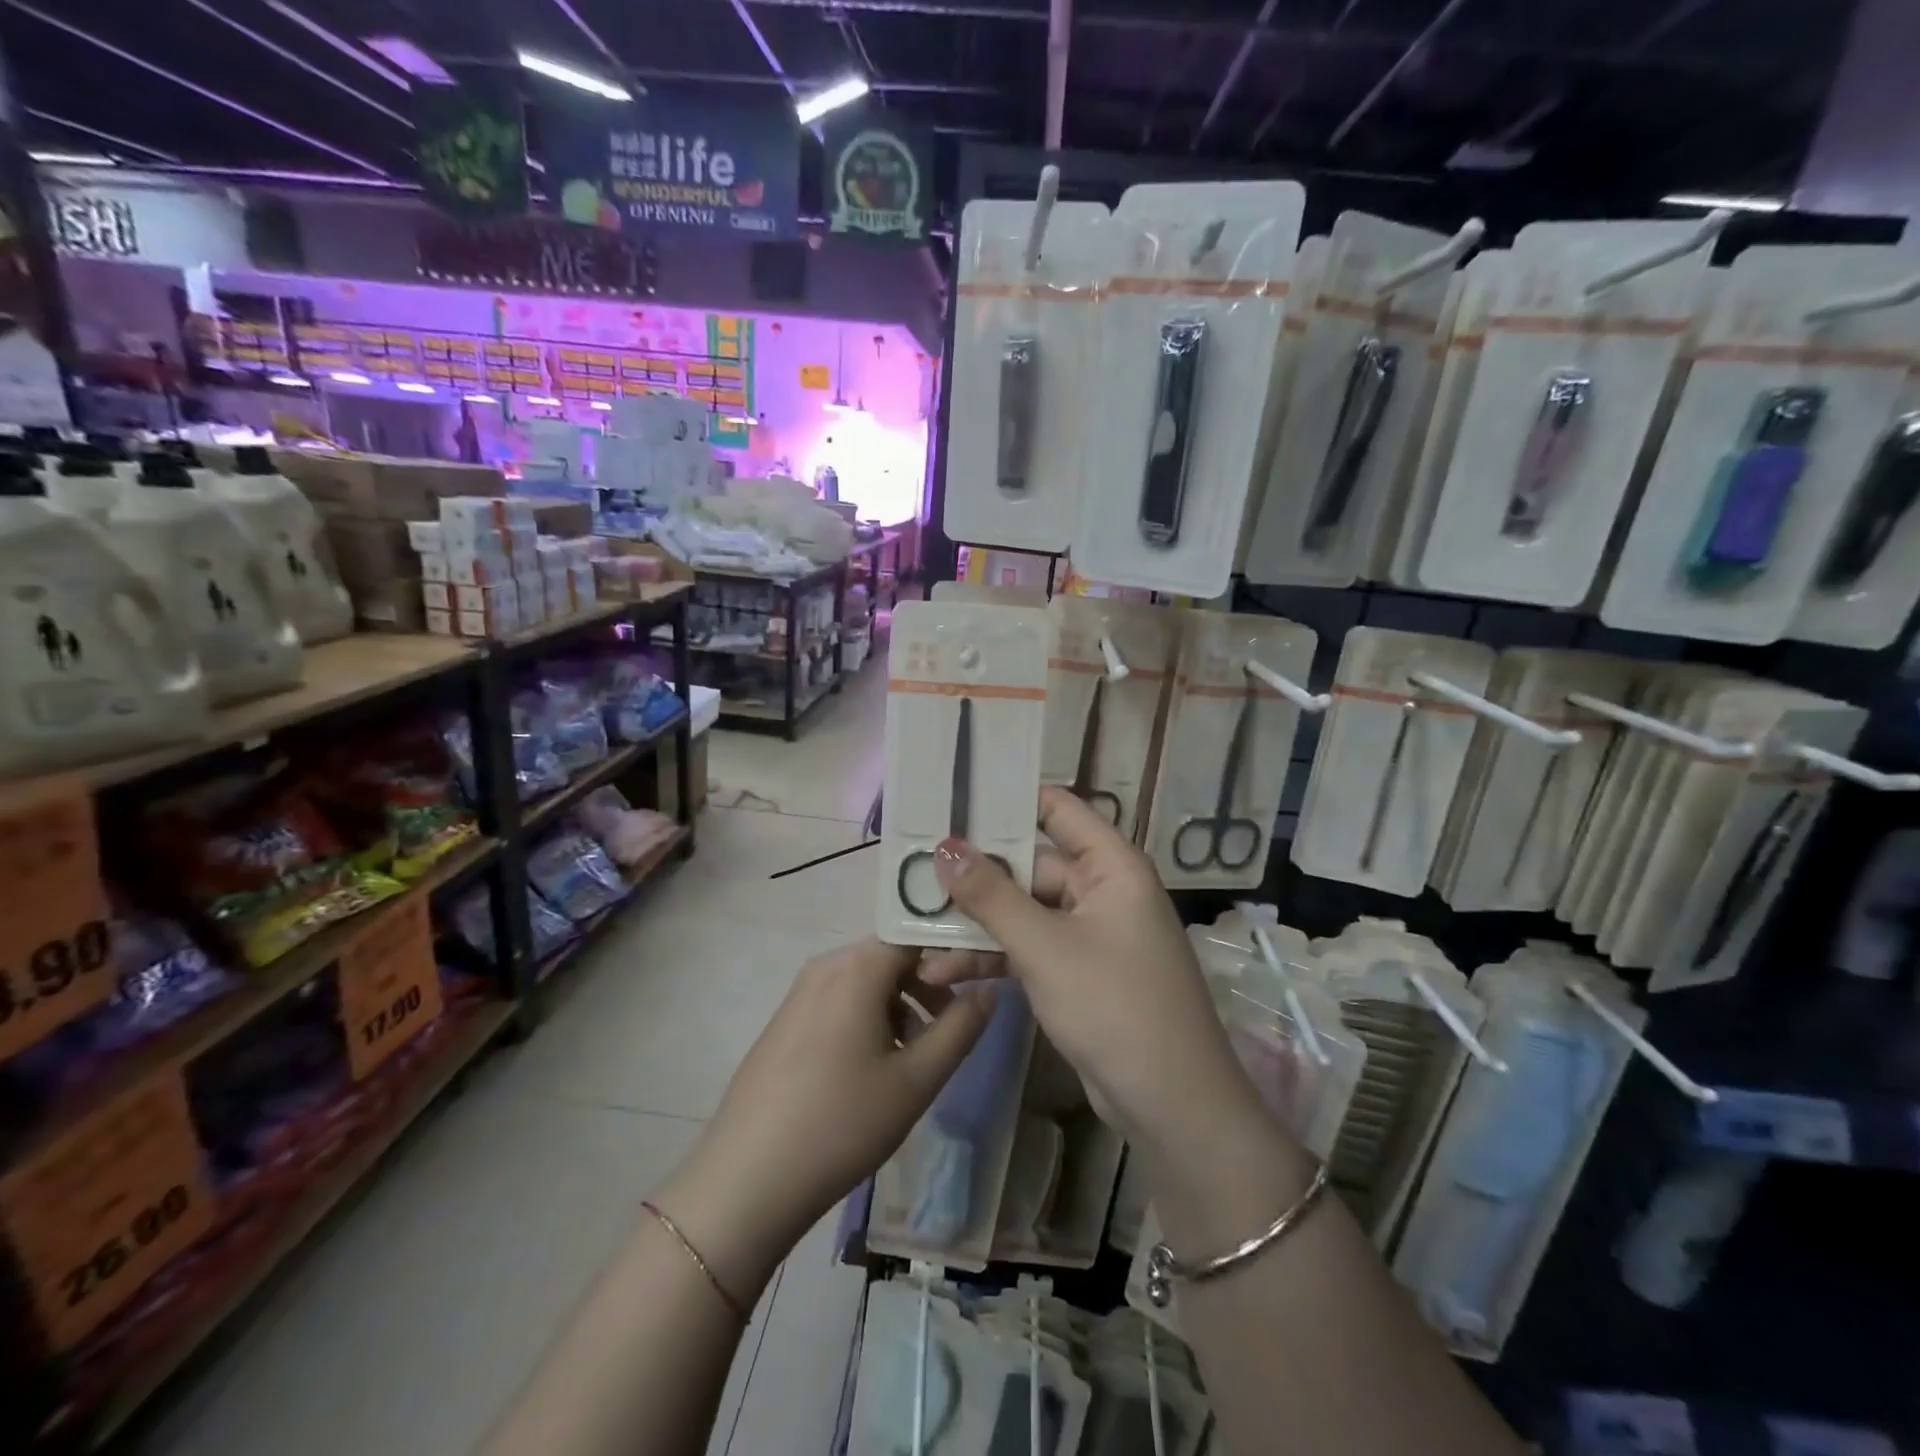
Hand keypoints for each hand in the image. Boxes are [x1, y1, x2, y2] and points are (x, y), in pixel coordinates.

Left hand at [655, 939, 988, 1299]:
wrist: (746, 1180)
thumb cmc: (841, 1123)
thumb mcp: (916, 1079)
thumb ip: (961, 1027)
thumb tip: (988, 989)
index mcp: (858, 966)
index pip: (919, 934)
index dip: (955, 953)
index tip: (980, 984)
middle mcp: (827, 965)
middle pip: (893, 957)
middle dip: (930, 986)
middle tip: (954, 1028)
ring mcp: (800, 992)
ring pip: (868, 982)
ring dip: (903, 1006)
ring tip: (919, 1057)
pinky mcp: (786, 1021)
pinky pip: (842, 1002)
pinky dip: (871, 1020)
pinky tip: (877, 1069)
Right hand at [925, 787, 1274, 1168]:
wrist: (1171, 1106)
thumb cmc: (1115, 1006)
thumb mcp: (1045, 947)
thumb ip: (991, 895)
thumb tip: (944, 845)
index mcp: (1110, 865)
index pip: (1057, 809)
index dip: (1007, 799)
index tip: (951, 798)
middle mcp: (1101, 889)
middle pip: (1029, 866)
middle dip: (973, 878)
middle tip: (913, 876)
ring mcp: (1089, 932)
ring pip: (1022, 911)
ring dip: (975, 925)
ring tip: (916, 937)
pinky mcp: (1077, 971)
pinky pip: (1028, 947)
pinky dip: (993, 956)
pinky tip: (944, 970)